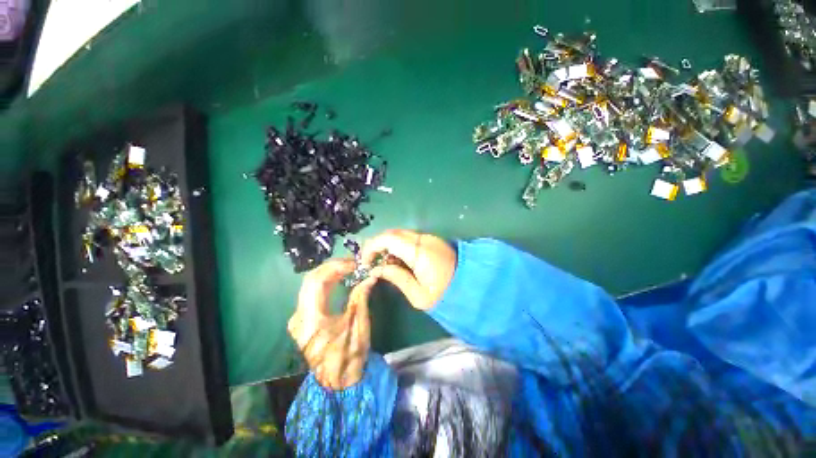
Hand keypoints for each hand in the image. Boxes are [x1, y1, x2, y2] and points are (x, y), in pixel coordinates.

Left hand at [287, 259, 375, 389]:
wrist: (337, 381)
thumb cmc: (349, 355)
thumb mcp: (358, 324)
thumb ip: (361, 296)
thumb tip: (370, 276)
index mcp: (310, 319)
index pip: (317, 281)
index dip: (336, 267)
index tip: (354, 263)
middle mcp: (299, 316)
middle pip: (311, 279)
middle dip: (332, 267)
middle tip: (352, 263)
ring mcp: (299, 318)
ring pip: (310, 284)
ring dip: (329, 273)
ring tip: (348, 267)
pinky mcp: (303, 319)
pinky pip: (312, 293)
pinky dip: (326, 282)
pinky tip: (339, 278)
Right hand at [361, 229, 456, 310]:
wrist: (472, 287)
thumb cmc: (445, 295)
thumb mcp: (417, 295)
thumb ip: (396, 277)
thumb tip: (377, 269)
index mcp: (419, 252)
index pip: (388, 239)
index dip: (372, 247)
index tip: (365, 262)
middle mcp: (423, 239)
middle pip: (393, 233)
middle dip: (378, 245)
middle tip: (373, 262)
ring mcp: (429, 238)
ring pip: (401, 234)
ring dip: (388, 245)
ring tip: (386, 264)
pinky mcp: (433, 240)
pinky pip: (410, 238)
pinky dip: (399, 246)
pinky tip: (400, 260)